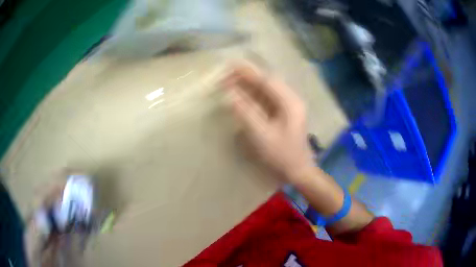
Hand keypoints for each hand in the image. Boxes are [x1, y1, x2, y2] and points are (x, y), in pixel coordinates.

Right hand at [223, 63, 313, 182]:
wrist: (298, 171)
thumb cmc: (282, 155)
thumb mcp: (262, 135)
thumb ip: (246, 113)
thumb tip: (231, 95)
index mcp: (290, 102)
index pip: (267, 81)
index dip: (248, 73)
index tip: (230, 66)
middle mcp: (290, 99)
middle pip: (267, 82)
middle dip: (246, 76)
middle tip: (226, 73)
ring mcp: (287, 106)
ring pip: (266, 89)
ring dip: (248, 84)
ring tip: (230, 80)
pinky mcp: (282, 113)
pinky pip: (266, 99)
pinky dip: (252, 95)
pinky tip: (241, 93)